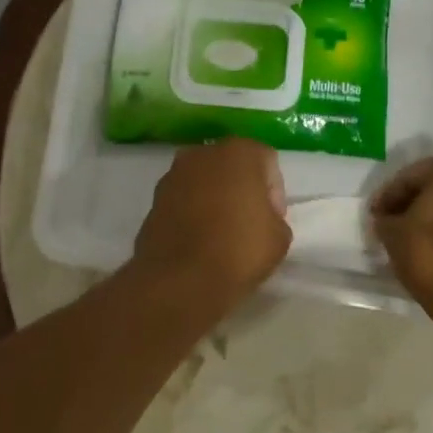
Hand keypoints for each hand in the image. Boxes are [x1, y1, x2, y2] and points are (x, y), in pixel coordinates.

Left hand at [133, 139, 291, 302]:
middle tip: (249, 223)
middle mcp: (202, 154)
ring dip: (214, 199)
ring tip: (221, 234)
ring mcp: (172, 176)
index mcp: (238, 152)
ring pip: (204, 182)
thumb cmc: (239, 250)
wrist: (180, 280)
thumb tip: (260, 219)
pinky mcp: (152, 201)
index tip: (272, 220)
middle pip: (232, 166)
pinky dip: (192, 214)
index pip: (267, 161)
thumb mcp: (280, 237)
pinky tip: (198, 242)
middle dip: (242, 189)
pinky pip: (182, 201)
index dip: (274, 192)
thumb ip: (274, 217)